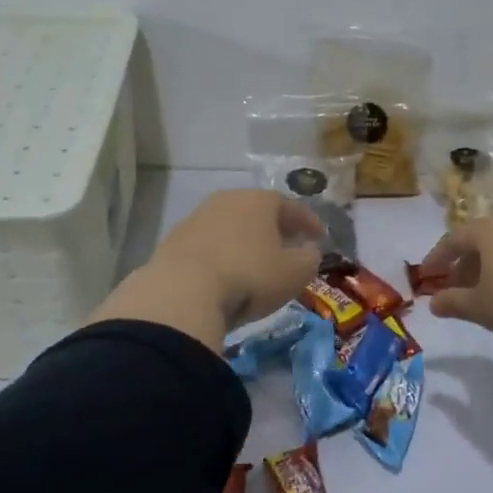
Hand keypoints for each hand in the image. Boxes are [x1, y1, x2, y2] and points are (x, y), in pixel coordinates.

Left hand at [88, 189, 322, 349]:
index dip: (308, 222)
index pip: (291, 205)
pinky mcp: (173, 242)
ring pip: (230, 226)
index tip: (320, 237)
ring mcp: (196, 219)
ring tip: (256, 262)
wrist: (182, 292)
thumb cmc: (249, 276)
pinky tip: (226, 274)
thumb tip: (309, 251)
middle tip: (288, 246)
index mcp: (258, 200)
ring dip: (245, 241)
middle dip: (275, 228)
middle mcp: (226, 200)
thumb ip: (309, 259)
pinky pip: (208, 245)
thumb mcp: (293, 273)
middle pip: (257, 211)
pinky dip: (222, 255)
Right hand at [420, 213, 492, 351]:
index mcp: (488, 230)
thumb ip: (453, 302)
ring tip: (485, 291)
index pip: (454, 239)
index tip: (427, 275)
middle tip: (455, 286)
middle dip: (465, 262)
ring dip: (489, 265)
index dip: (437, 258)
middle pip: (481, 239)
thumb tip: (433, 303)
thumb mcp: (480, 308)